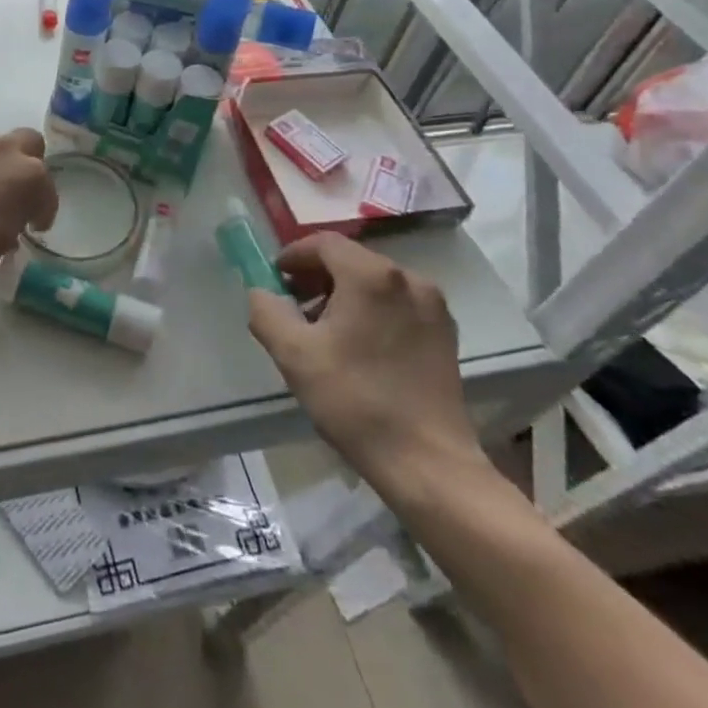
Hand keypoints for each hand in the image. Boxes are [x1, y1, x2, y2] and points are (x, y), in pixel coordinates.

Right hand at [247, 233, 486, 502]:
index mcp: (371, 275)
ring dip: (344, 293)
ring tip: (323, 329)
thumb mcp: (293, 354)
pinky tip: (359, 345)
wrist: (427, 463)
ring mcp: (433, 305)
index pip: (324, 243)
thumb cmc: (355, 401)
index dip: (294, 256)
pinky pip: (398, 302)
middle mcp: (408, 278)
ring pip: (375, 281)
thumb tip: (262, 292)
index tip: (276, 280)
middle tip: (294, 304)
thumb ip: (266, 311)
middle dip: (318, 276)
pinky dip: (372, 309)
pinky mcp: (445, 332)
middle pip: (351, 259)